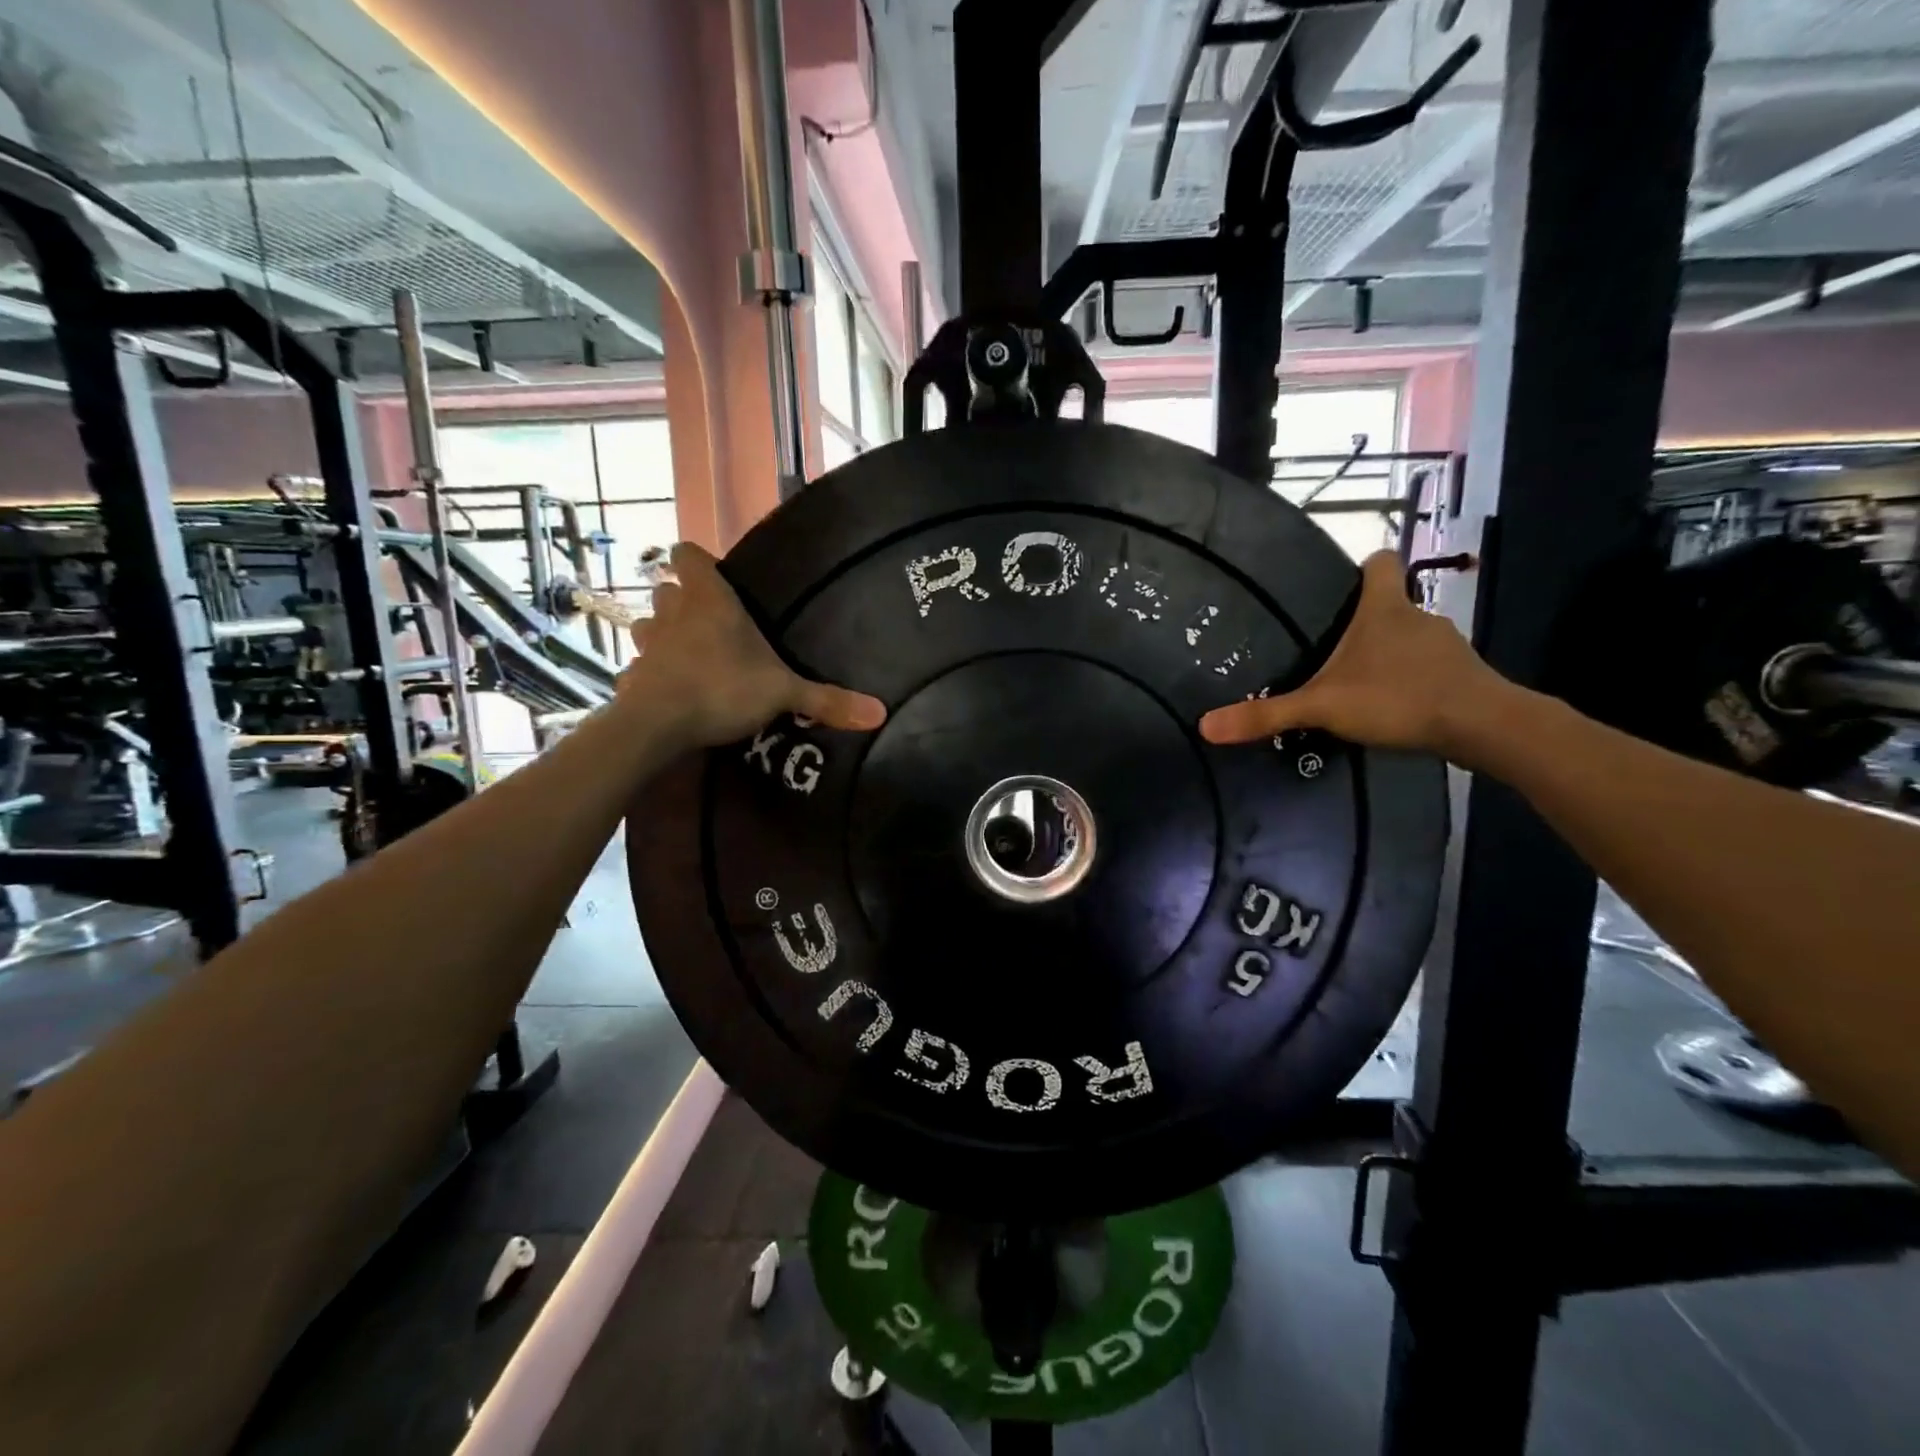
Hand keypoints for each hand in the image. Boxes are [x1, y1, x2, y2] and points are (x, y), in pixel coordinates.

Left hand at [625, 543, 886, 749]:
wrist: (658, 725)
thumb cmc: (722, 688)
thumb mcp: (782, 693)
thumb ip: (826, 700)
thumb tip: (881, 713)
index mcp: (710, 600)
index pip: (688, 555)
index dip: (696, 561)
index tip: (713, 575)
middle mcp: (674, 613)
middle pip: (665, 589)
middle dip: (681, 599)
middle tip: (707, 620)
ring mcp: (648, 644)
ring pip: (647, 624)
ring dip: (662, 633)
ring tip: (686, 652)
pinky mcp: (632, 676)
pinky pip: (639, 666)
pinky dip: (651, 673)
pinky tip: (669, 689)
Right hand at [1198, 550, 1503, 759]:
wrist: (1482, 726)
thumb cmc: (1398, 697)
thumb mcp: (1323, 706)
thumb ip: (1266, 715)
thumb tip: (1205, 726)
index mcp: (1384, 608)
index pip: (1381, 562)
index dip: (1364, 566)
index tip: (1343, 583)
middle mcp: (1418, 616)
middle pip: (1391, 603)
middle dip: (1366, 621)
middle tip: (1331, 647)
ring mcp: (1446, 645)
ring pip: (1410, 638)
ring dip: (1388, 654)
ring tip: (1359, 683)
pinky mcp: (1462, 675)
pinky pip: (1429, 667)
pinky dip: (1411, 680)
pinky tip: (1393, 706)